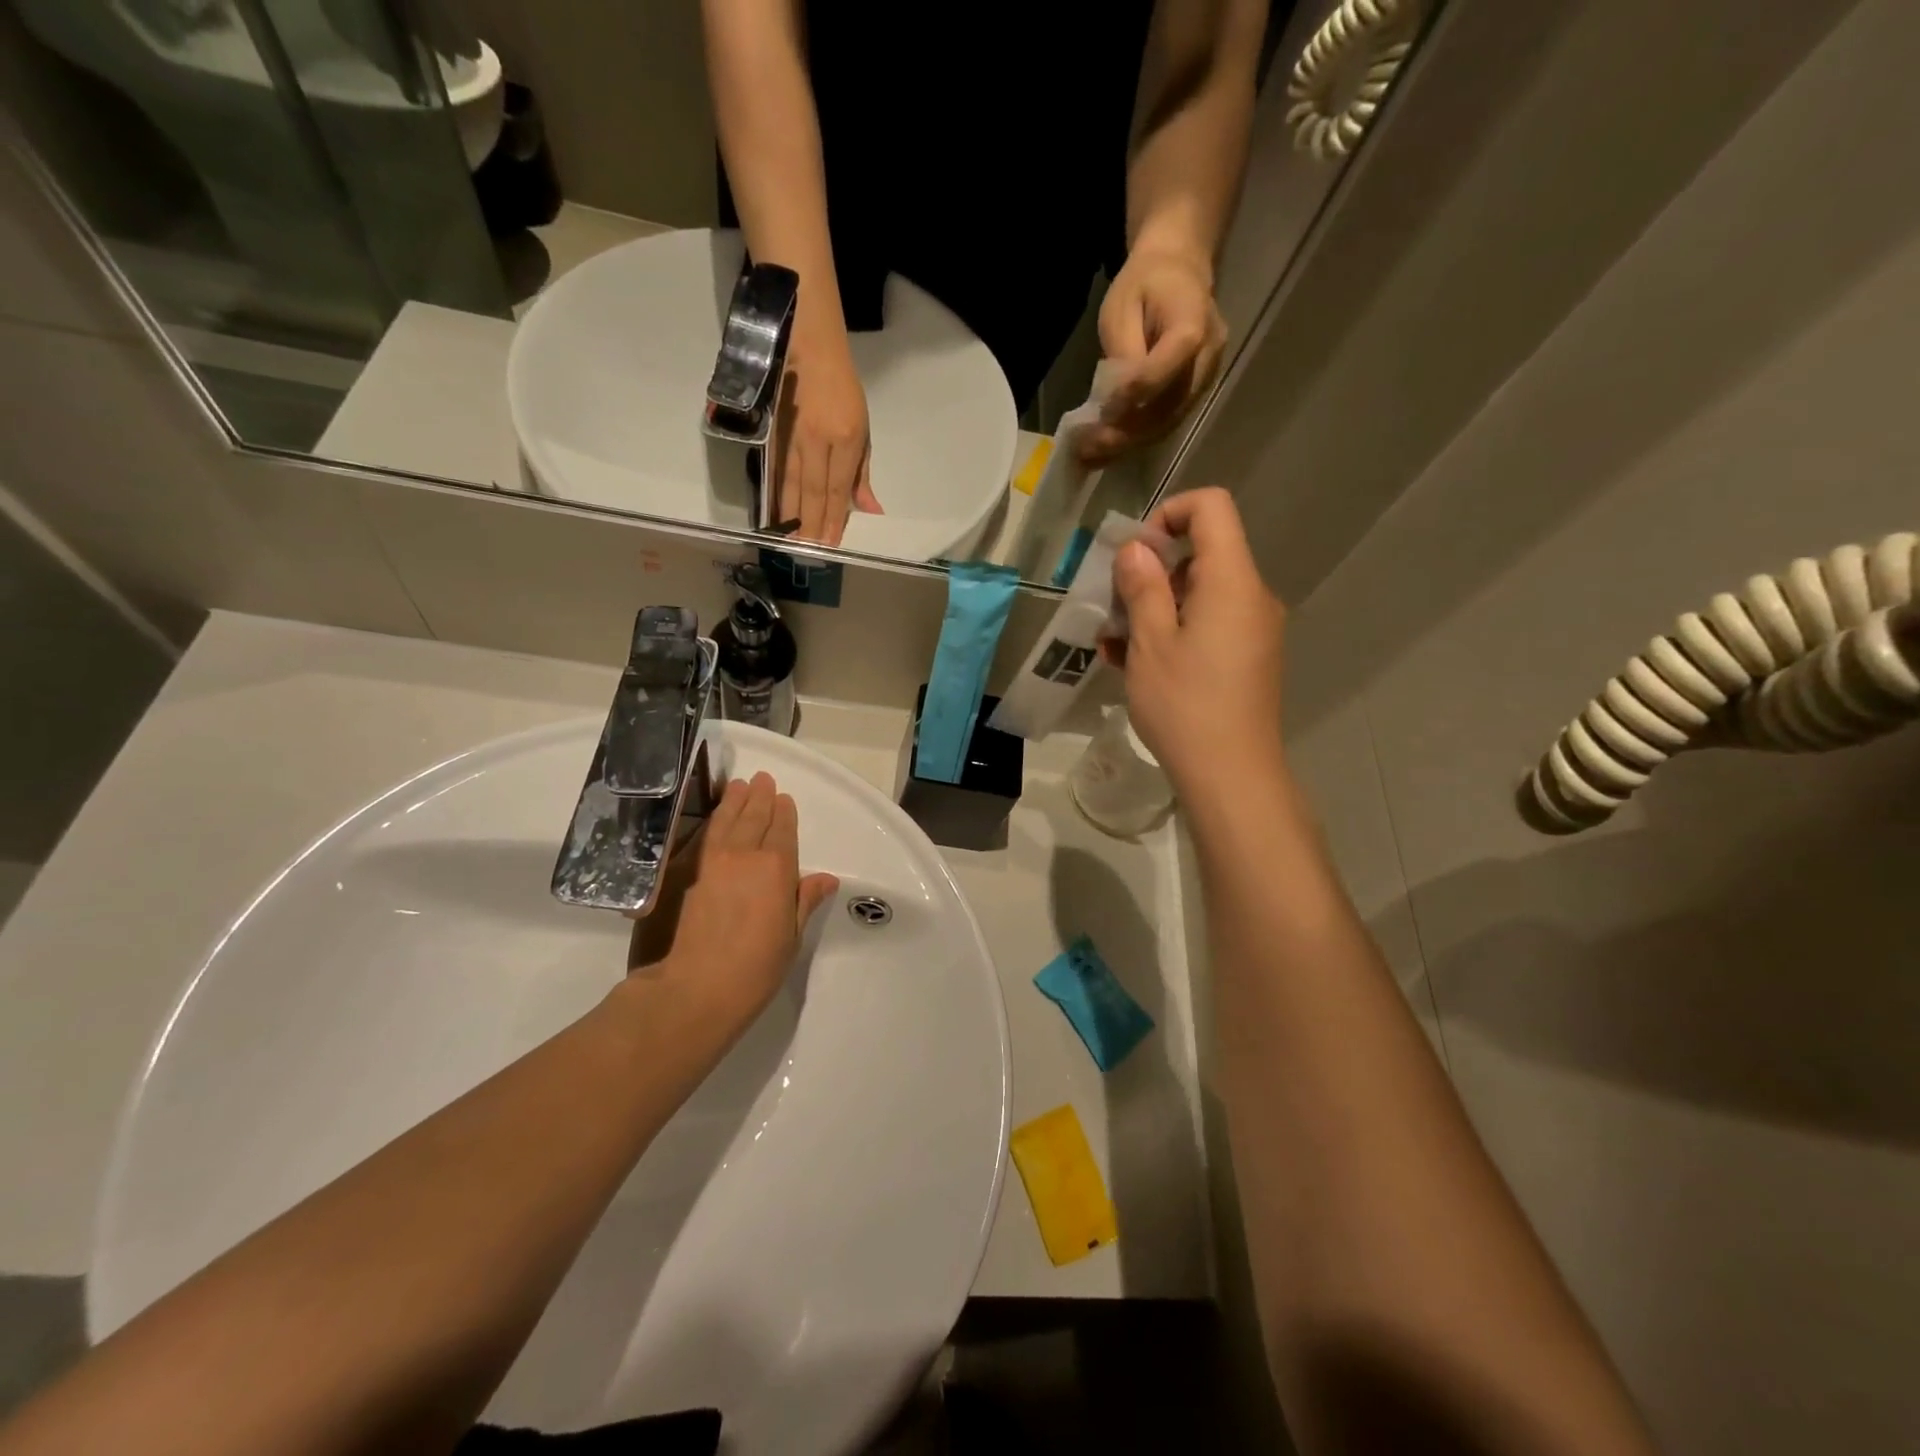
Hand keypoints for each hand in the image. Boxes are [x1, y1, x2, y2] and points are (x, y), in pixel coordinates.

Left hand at [628, 773, 839, 1032]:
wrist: (696, 988)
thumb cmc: (755, 968)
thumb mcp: (791, 937)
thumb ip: (804, 901)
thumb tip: (825, 878)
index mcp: (777, 869)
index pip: (783, 832)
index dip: (784, 813)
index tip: (783, 798)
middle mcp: (745, 856)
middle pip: (754, 819)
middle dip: (760, 798)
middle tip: (762, 779)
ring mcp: (712, 863)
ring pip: (726, 821)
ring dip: (734, 801)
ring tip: (738, 785)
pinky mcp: (689, 875)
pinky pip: (704, 836)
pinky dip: (712, 821)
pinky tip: (714, 817)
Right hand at [777, 329, 881, 545]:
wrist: (808, 347)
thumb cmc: (843, 391)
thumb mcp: (863, 430)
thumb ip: (862, 474)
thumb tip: (870, 510)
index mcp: (846, 438)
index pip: (838, 488)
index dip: (833, 519)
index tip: (830, 544)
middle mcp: (817, 439)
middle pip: (812, 490)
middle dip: (810, 523)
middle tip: (807, 552)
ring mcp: (792, 435)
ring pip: (790, 482)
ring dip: (790, 514)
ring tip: (790, 540)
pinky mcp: (774, 432)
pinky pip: (775, 470)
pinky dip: (775, 493)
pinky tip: (774, 513)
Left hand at [1076, 247, 1227, 465]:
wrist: (1178, 270)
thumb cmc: (1145, 283)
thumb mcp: (1122, 307)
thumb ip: (1124, 354)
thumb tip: (1116, 402)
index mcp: (1194, 323)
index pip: (1167, 368)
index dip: (1135, 394)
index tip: (1102, 412)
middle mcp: (1208, 357)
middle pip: (1169, 406)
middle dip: (1126, 432)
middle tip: (1088, 447)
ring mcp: (1206, 378)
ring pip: (1168, 422)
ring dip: (1128, 443)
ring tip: (1091, 455)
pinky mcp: (1196, 393)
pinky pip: (1167, 422)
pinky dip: (1136, 439)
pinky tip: (1107, 450)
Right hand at [1105, 488, 1286, 801]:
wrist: (1231, 776)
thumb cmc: (1186, 705)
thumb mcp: (1150, 643)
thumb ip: (1142, 586)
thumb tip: (1136, 548)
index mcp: (1232, 581)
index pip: (1212, 508)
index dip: (1169, 514)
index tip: (1134, 553)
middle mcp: (1251, 597)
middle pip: (1202, 554)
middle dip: (1150, 572)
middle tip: (1112, 607)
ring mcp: (1252, 630)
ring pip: (1198, 595)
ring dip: (1153, 608)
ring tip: (1112, 644)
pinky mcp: (1246, 659)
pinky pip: (1207, 627)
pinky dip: (1171, 633)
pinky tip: (1132, 663)